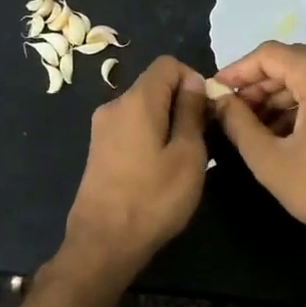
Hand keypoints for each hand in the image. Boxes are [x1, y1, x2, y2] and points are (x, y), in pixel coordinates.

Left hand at [61, 56, 209, 274]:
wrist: (104, 242)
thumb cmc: (154, 198)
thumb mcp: (188, 154)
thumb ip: (191, 112)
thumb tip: (192, 82)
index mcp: (136, 101)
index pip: (167, 64)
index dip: (193, 79)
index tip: (207, 111)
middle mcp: (114, 105)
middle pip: (154, 85)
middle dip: (181, 102)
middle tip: (203, 138)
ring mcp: (102, 128)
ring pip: (143, 108)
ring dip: (167, 122)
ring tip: (184, 157)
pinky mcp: (98, 149)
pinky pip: (131, 127)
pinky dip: (150, 135)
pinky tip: (160, 167)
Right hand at [211, 42, 305, 255]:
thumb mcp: (270, 160)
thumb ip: (237, 122)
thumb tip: (218, 99)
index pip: (271, 55)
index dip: (238, 71)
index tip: (216, 91)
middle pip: (293, 60)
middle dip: (260, 84)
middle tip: (233, 111)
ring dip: (282, 94)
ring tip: (253, 124)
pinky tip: (283, 127)